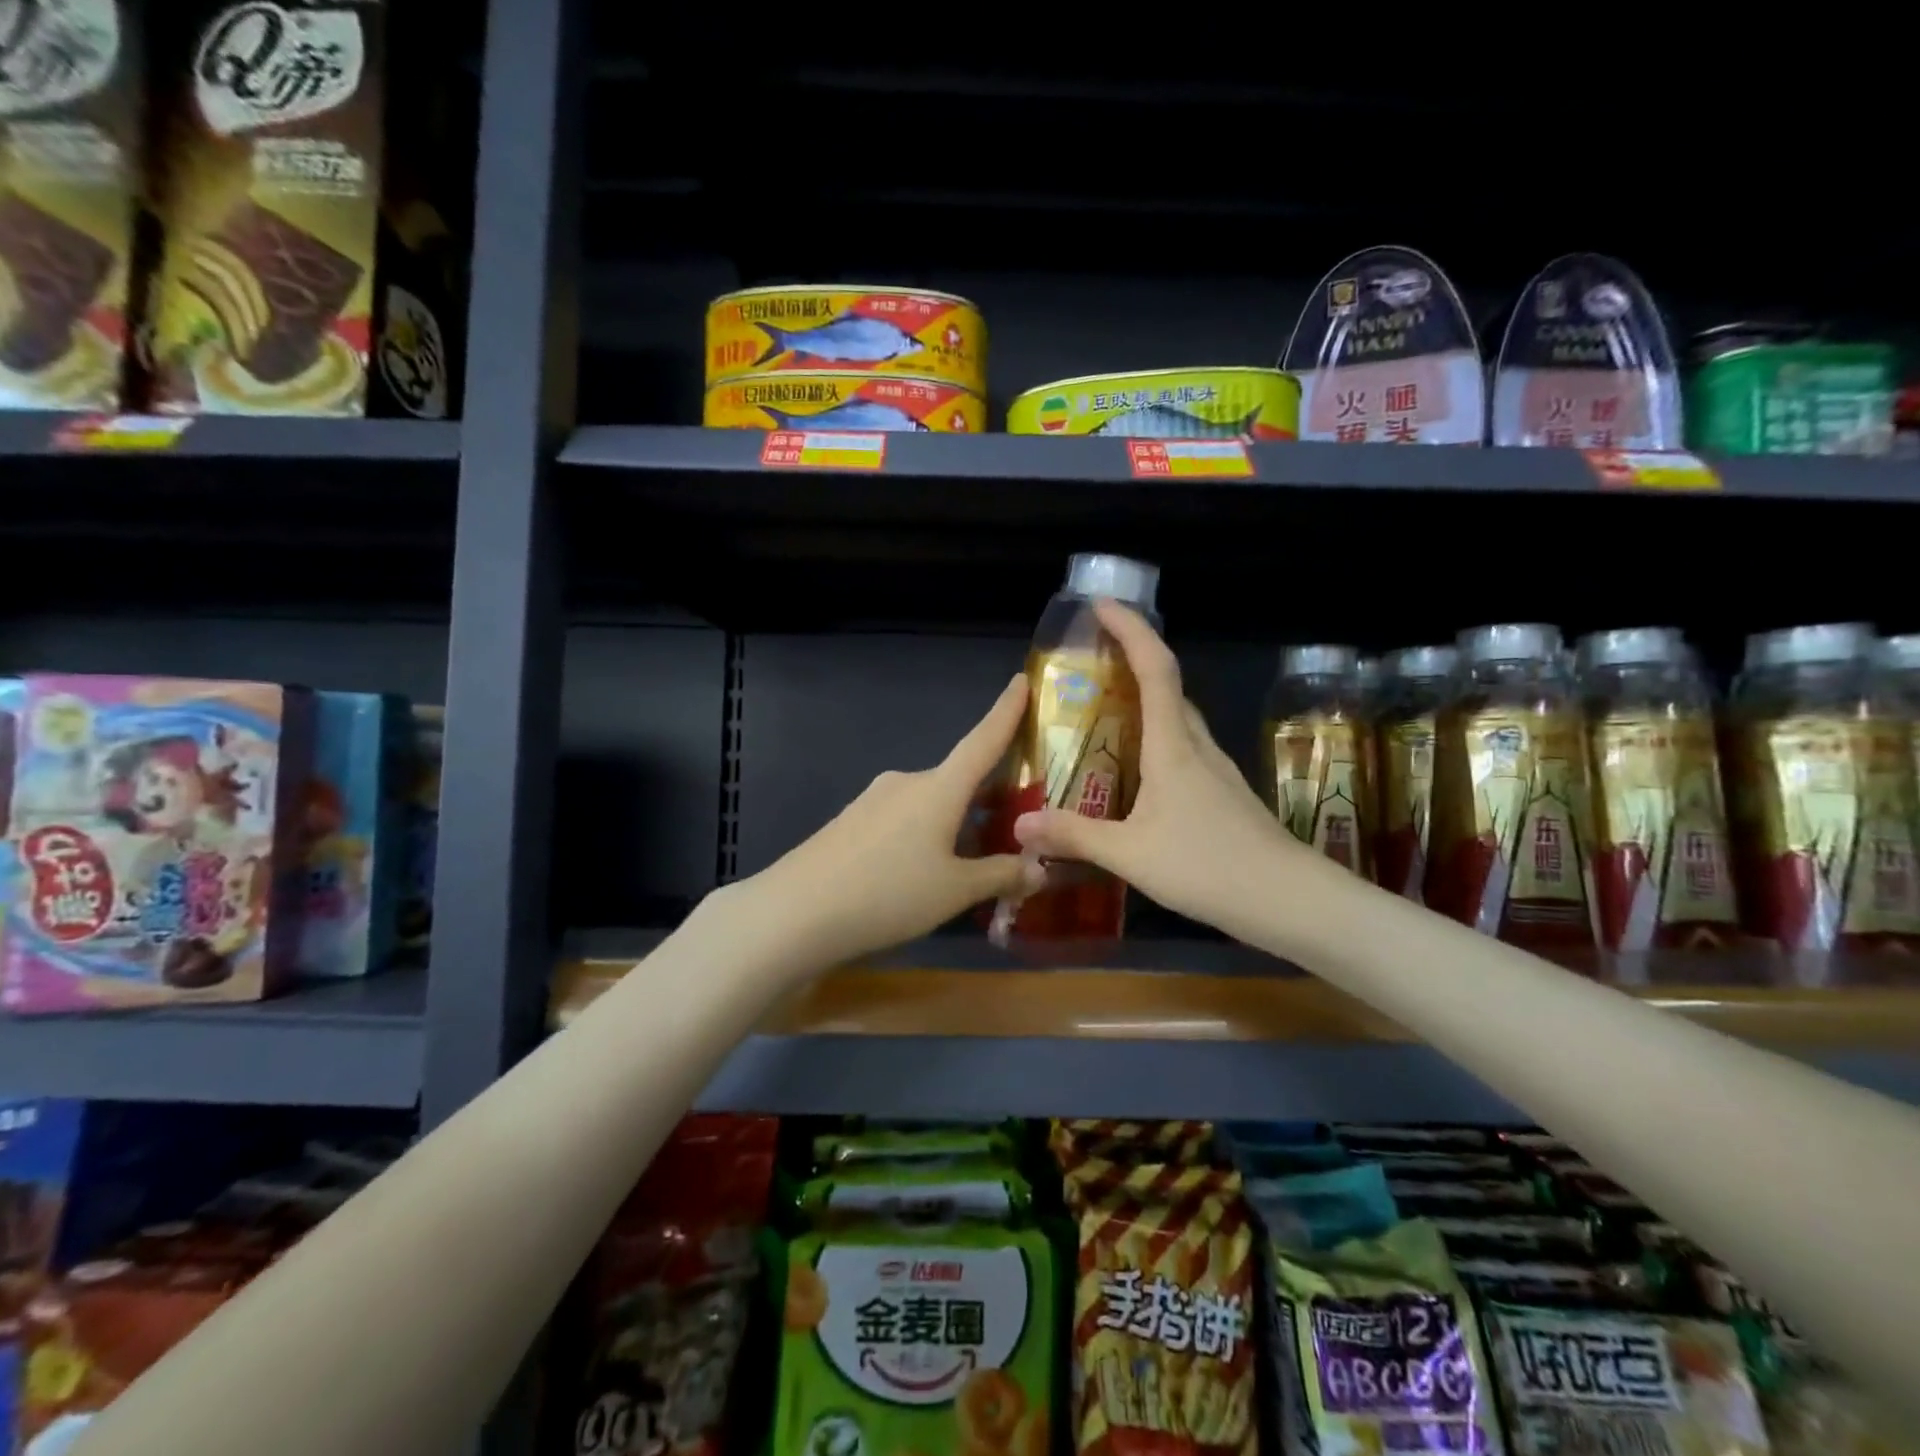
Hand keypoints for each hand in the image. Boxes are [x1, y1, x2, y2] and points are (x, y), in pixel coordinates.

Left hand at [729, 674, 1039, 971]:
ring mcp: (874, 800)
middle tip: (1015, 824)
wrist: (796, 912)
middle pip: (957, 781)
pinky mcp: (851, 822)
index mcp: (939, 788)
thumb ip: (1001, 876)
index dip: (1006, 712)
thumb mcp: (955, 890)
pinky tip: (923, 873)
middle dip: (987, 798)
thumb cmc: (889, 892)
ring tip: (974, 861)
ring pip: (929, 805)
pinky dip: (924, 836)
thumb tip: (1040, 870)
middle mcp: (907, 782)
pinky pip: (902, 821)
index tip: (1021, 680)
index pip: (983, 740)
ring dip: (955, 823)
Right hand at [1012, 600, 1321, 942]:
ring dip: (1144, 700)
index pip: (1155, 668)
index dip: (1130, 629)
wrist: (1290, 901)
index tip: (1102, 605)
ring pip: (1177, 719)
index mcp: (1173, 745)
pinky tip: (1135, 773)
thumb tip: (1019, 824)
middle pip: (1168, 686)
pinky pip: (1183, 749)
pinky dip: (1155, 739)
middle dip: (1133, 659)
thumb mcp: (1130, 854)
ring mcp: (1215, 770)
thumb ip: (1073, 836)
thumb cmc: (1209, 866)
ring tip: (1104, 711)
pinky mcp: (1223, 795)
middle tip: (1091, 661)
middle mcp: (1196, 746)